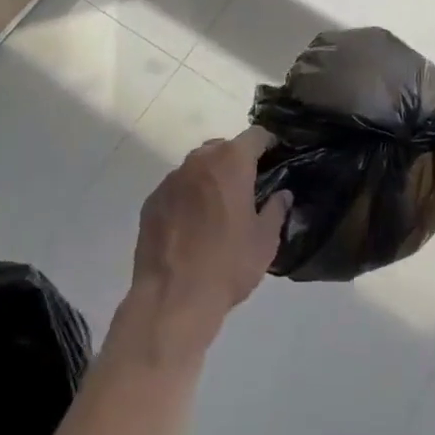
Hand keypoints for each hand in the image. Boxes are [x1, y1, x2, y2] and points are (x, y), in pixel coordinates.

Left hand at [124, 128, 290, 355]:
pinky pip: (176, 188)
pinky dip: (186, 197)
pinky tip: (190, 226)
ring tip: (217, 209)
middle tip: (246, 189)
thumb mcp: (265, 240)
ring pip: (197, 167)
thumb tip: (282, 194)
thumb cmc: (228, 264)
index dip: (268, 144)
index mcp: (231, 161)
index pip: (255, 135)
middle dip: (236, 161)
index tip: (275, 159)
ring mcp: (171, 179)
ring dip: (209, 178)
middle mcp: (199, 160)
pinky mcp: (151, 201)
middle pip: (223, 147)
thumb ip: (276, 209)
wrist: (172, 299)